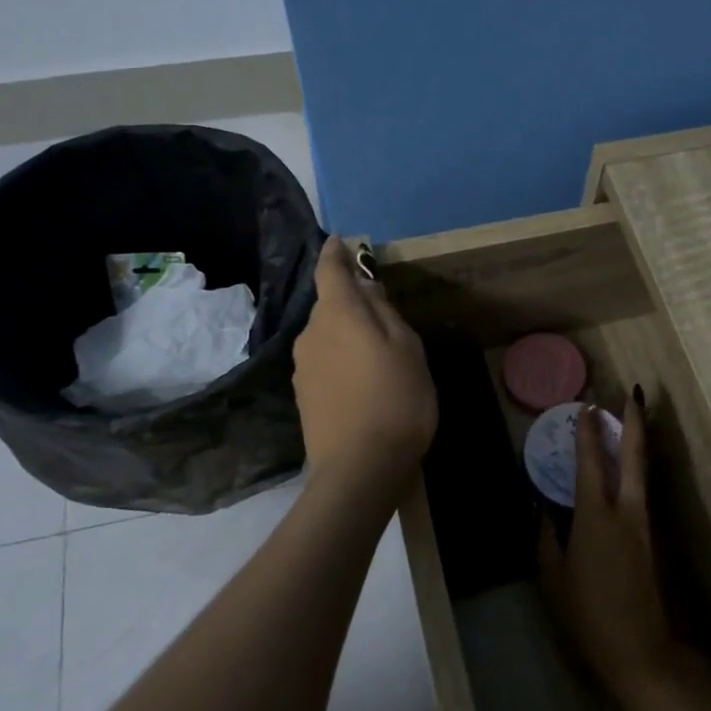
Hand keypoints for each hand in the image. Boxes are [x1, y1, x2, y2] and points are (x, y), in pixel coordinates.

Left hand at [292, 238, 436, 492]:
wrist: (359, 470)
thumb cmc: (396, 400)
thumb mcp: (406, 348)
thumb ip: (384, 311)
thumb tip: (365, 287)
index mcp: (338, 315)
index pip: (329, 270)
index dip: (336, 253)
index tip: (342, 241)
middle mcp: (311, 334)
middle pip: (330, 304)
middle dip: (352, 301)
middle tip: (385, 314)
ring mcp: (303, 367)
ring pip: (327, 334)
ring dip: (348, 334)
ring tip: (379, 354)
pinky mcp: (304, 395)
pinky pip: (325, 361)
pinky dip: (342, 359)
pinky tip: (364, 381)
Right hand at [539, 392, 688, 704]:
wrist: (639, 648)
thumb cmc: (588, 614)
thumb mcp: (553, 576)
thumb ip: (546, 537)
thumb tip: (541, 507)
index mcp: (595, 516)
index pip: (591, 462)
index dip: (588, 432)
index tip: (587, 406)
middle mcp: (625, 510)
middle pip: (634, 455)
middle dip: (633, 421)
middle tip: (631, 394)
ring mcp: (644, 522)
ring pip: (643, 470)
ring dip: (638, 441)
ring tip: (631, 419)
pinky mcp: (652, 536)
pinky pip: (642, 489)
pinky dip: (636, 467)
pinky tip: (628, 466)